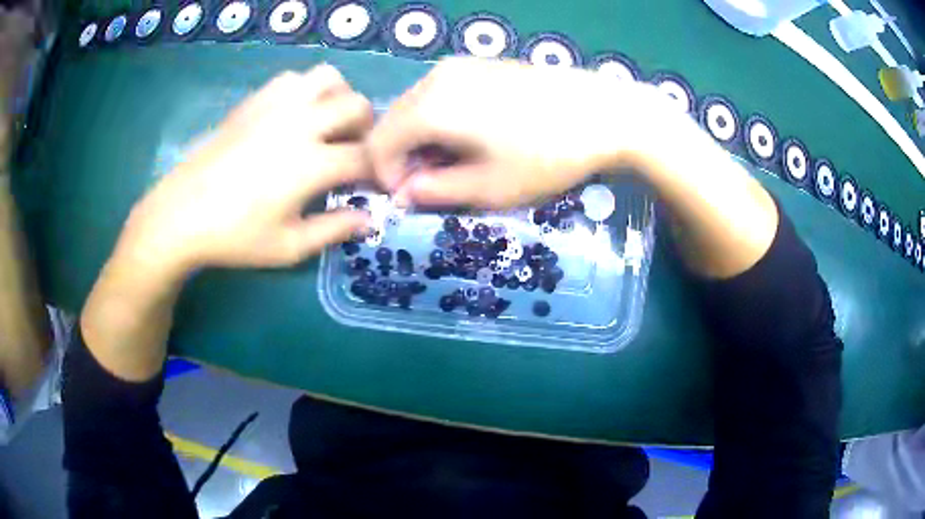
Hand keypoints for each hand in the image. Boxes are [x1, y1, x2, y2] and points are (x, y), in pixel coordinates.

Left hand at [118, 65, 372, 274]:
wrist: (181, 214)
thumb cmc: (234, 237)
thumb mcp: (288, 247)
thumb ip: (333, 230)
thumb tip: (367, 220)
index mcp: (311, 163)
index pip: (365, 156)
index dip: (376, 171)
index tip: (372, 186)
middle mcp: (300, 124)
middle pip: (357, 106)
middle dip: (366, 129)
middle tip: (351, 153)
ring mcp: (275, 106)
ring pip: (328, 79)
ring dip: (339, 99)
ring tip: (327, 125)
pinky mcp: (254, 101)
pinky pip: (293, 79)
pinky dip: (306, 91)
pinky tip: (294, 116)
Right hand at [368, 57, 667, 208]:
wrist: (605, 114)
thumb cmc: (547, 156)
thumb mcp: (488, 188)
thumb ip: (435, 192)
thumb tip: (404, 194)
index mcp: (430, 107)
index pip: (378, 144)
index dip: (387, 177)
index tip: (414, 199)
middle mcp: (435, 78)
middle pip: (393, 122)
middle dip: (403, 158)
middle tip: (435, 184)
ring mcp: (458, 66)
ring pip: (415, 108)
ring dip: (421, 140)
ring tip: (457, 163)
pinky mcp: (479, 64)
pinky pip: (439, 94)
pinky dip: (440, 120)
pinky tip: (472, 136)